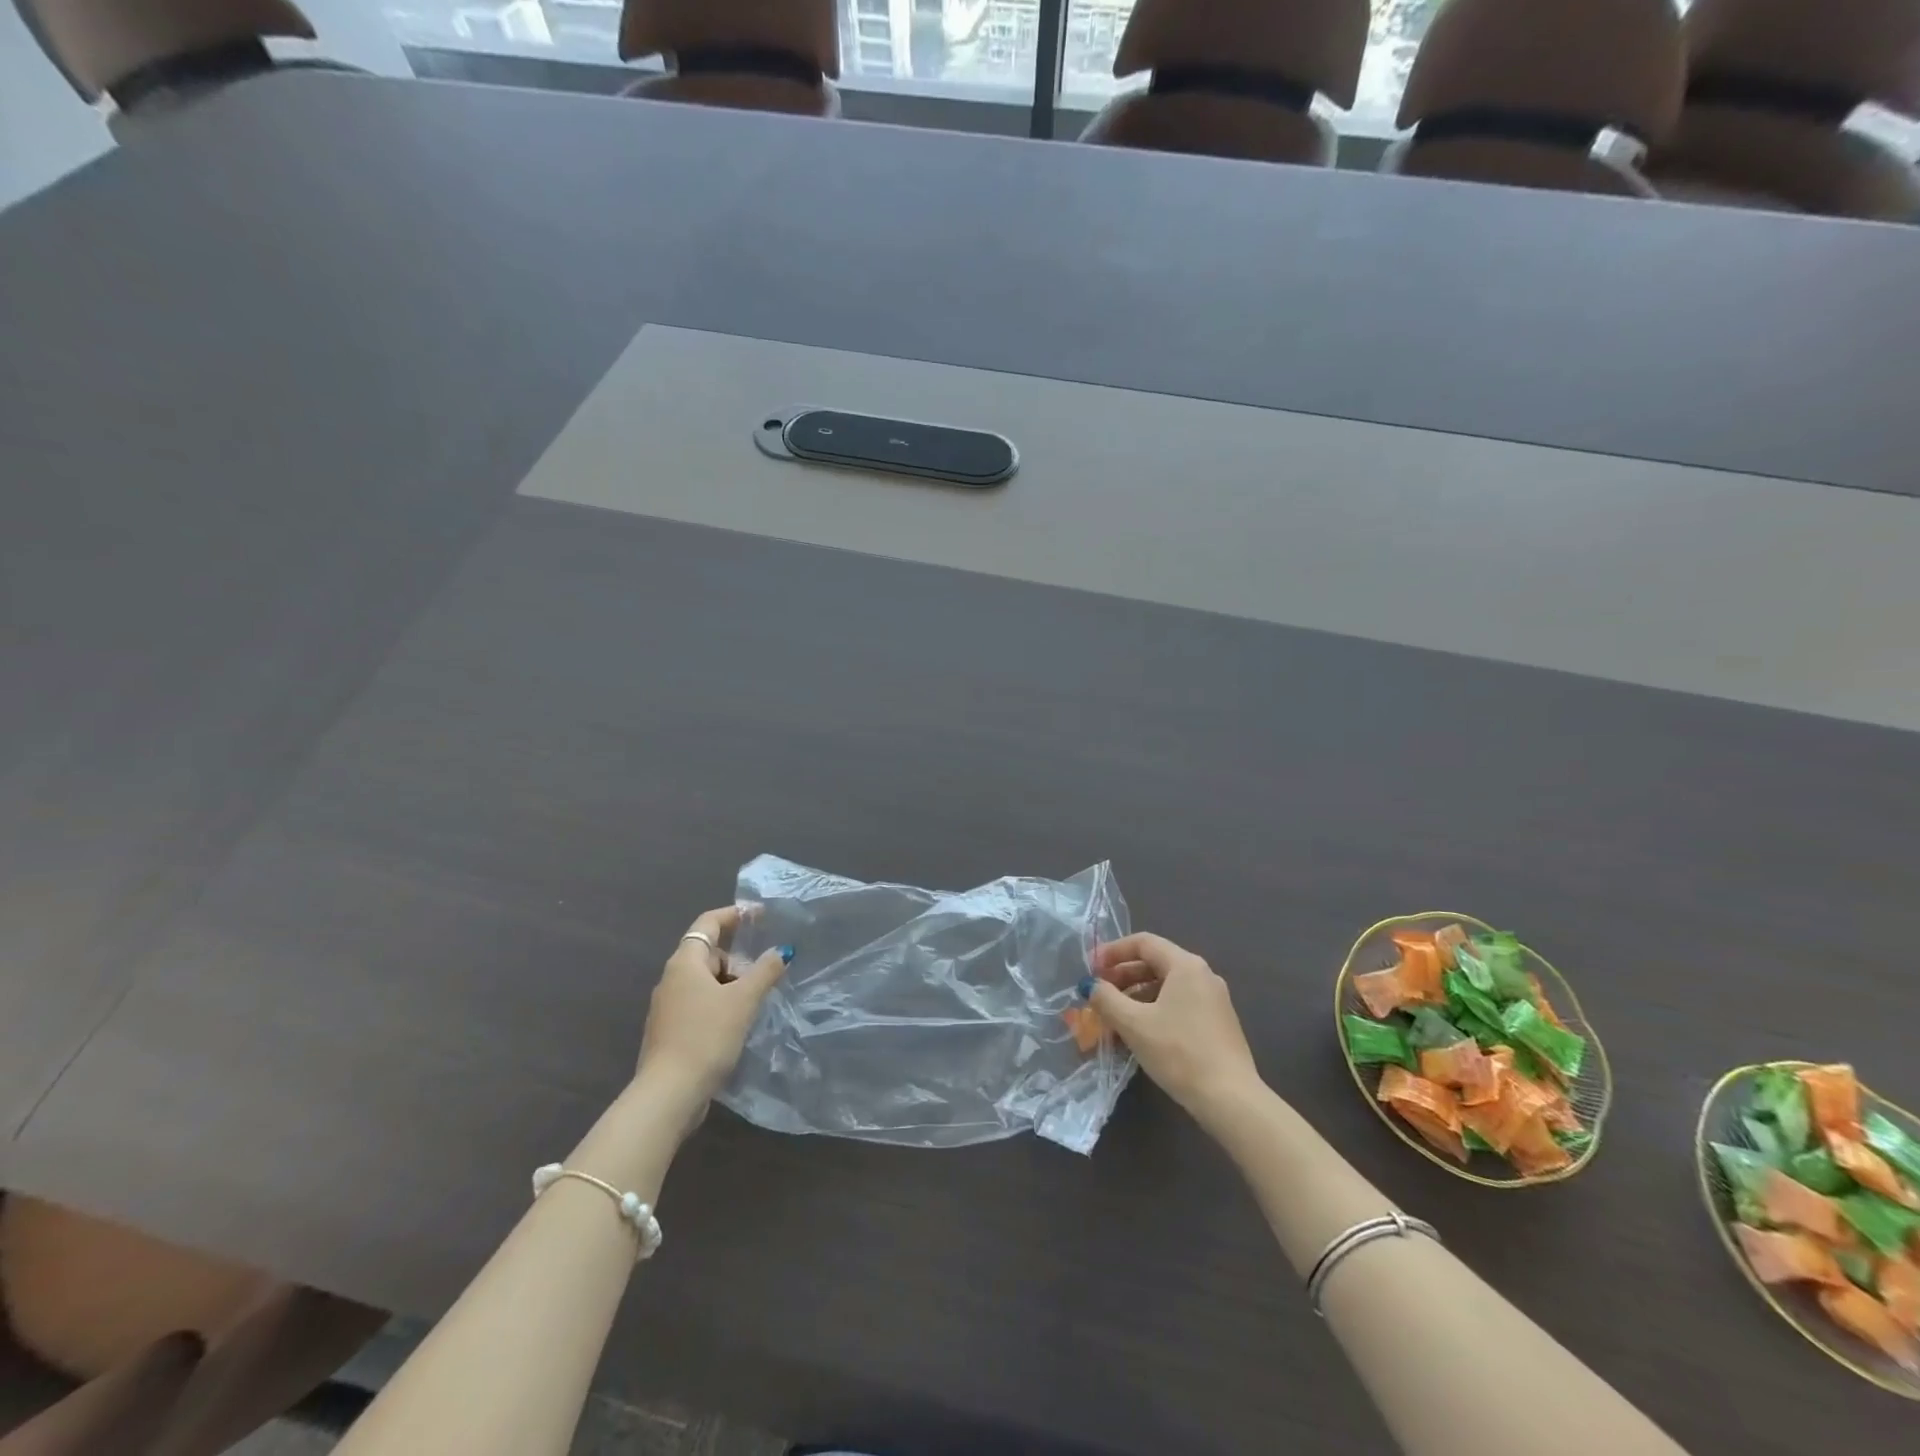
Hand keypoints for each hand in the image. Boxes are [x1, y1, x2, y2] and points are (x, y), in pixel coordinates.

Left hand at [636, 904, 791, 1111]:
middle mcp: (671, 979)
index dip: (734, 914)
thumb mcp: (744, 1000)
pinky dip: (720, 1005)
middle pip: (708, 954)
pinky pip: (699, 1005)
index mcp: (685, 963)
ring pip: (705, 982)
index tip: (760, 915)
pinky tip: (736, 1024)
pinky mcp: (670, 1032)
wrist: (668, 1094)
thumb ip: (765, 971)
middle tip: (764, 974)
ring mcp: (667, 1007)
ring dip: (730, 985)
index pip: (708, 923)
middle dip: (738, 959)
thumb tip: (781, 951)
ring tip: (755, 1002)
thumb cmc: (706, 1036)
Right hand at [1088, 933, 1262, 1125]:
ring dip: (1135, 996)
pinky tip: (1139, 1033)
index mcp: (1186, 965)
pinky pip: (1178, 1005)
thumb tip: (1091, 985)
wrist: (1230, 1100)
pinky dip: (1154, 1010)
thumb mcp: (1133, 1024)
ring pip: (1166, 986)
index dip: (1112, 951)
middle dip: (1122, 975)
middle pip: (1155, 963)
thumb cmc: (1178, 1053)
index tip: (1090, 967)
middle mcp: (1203, 975)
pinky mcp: (1217, 1024)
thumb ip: (1106, 999)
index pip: (1143, 942)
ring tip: (1113, 1017)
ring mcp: (1214, 1000)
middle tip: (1098, 992)